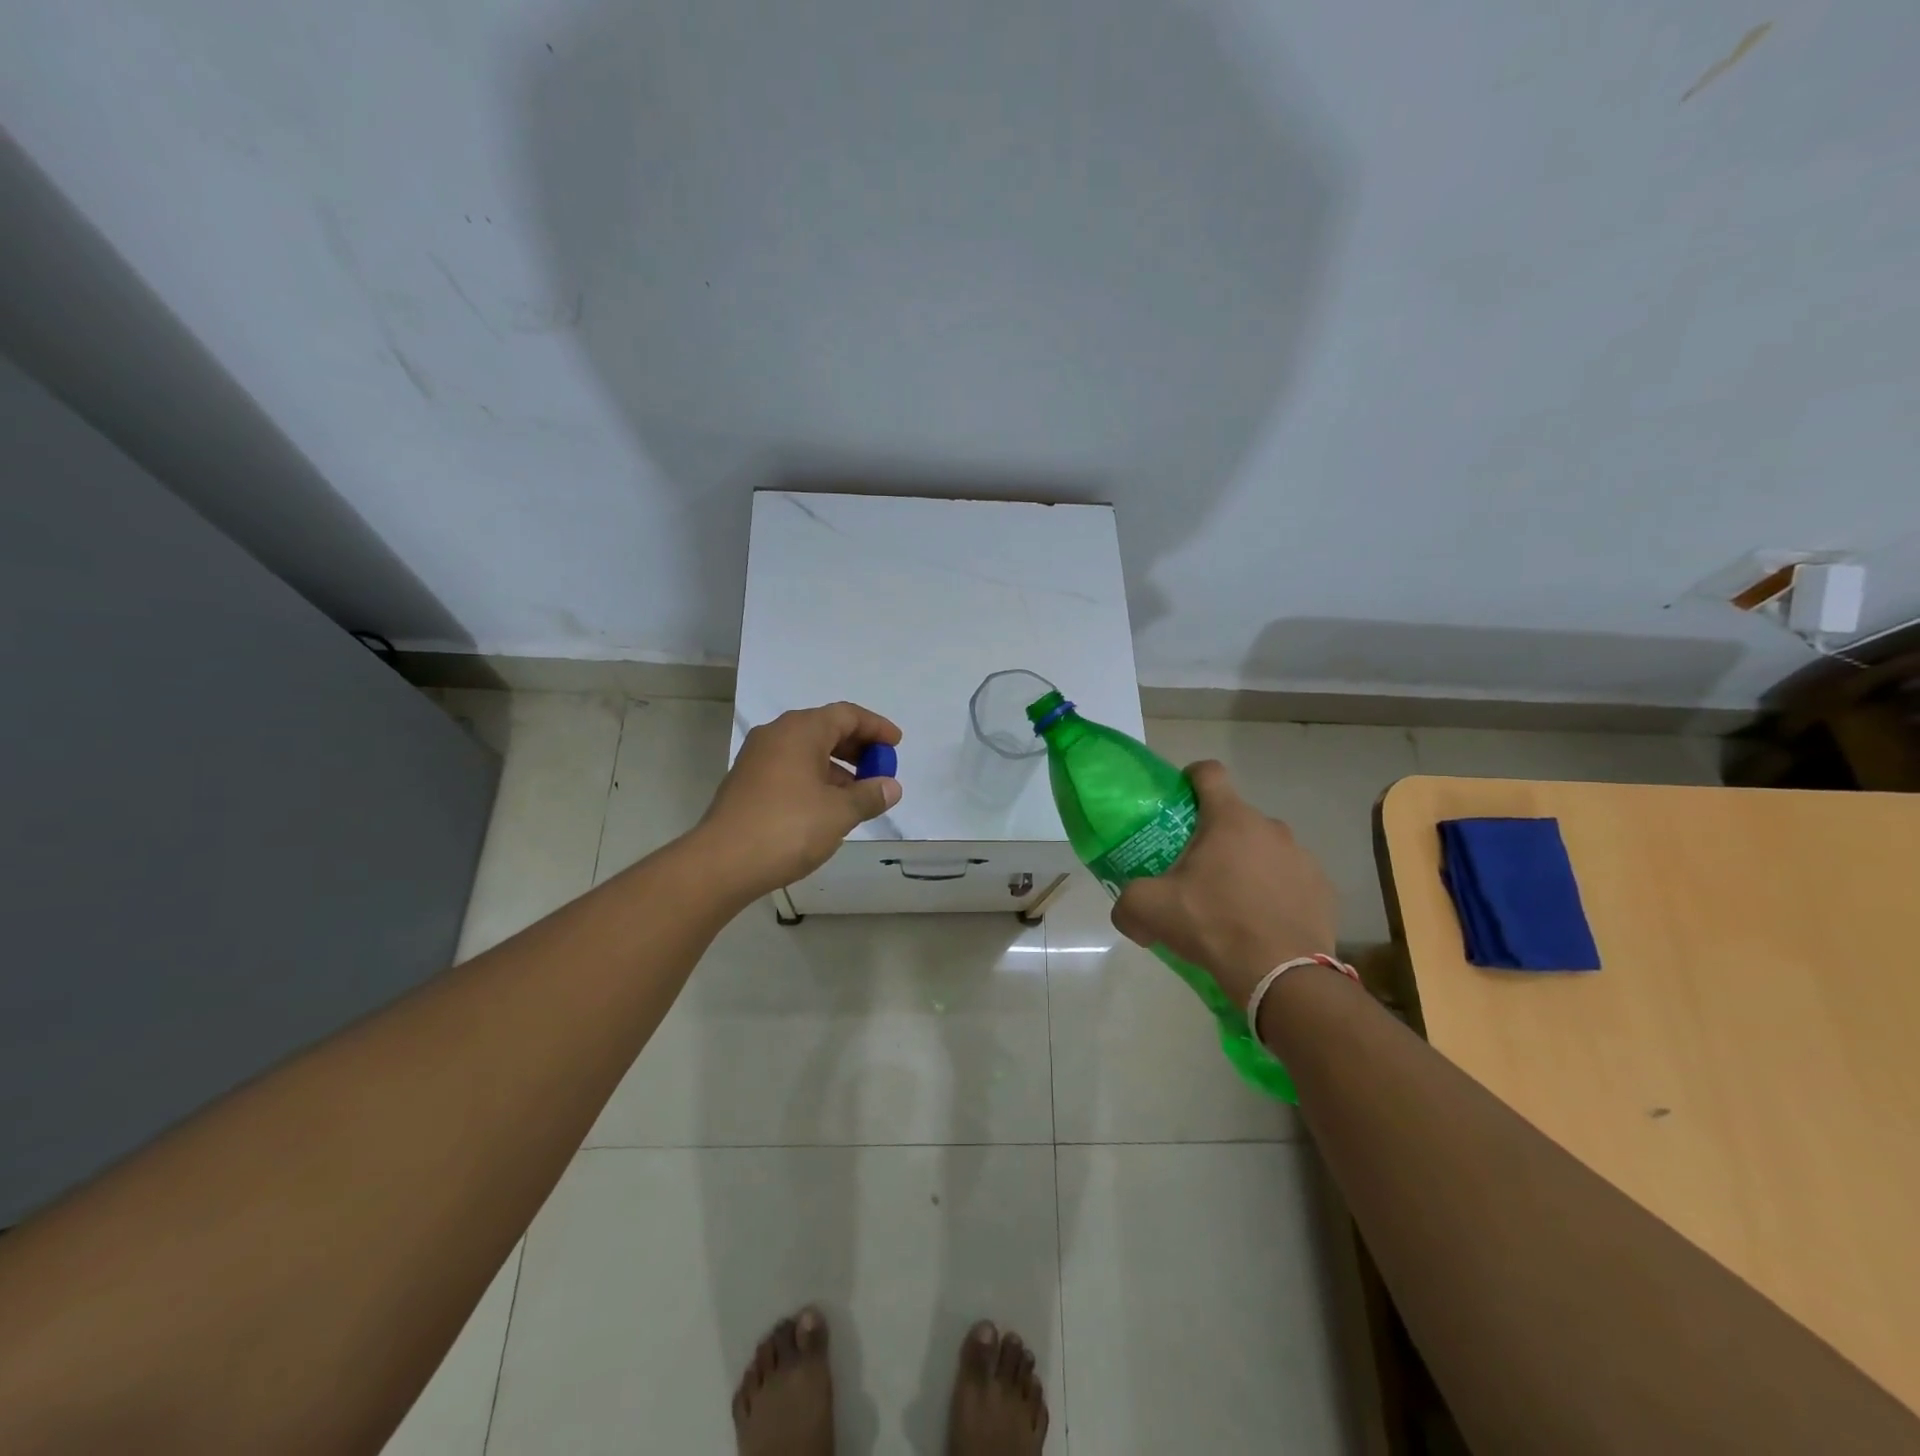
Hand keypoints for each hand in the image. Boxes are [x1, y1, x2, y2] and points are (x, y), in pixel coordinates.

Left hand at [695, 702, 902, 899]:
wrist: (722, 863)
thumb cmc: (787, 828)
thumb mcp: (839, 813)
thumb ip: (870, 795)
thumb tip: (891, 786)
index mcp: (800, 730)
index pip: (847, 715)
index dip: (876, 727)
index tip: (896, 745)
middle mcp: (776, 735)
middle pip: (825, 729)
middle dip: (857, 747)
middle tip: (880, 769)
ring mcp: (757, 758)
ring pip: (807, 750)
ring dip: (837, 766)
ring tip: (858, 795)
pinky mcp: (747, 782)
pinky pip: (790, 768)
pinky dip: (815, 778)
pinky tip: (827, 807)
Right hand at [1109, 760, 1336, 1008]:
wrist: (1282, 976)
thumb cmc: (1213, 925)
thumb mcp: (1149, 911)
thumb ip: (1127, 903)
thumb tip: (1128, 915)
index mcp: (1229, 819)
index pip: (1209, 773)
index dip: (1191, 778)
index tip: (1179, 798)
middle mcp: (1270, 827)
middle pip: (1235, 818)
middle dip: (1215, 837)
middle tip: (1196, 872)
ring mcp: (1302, 857)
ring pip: (1265, 849)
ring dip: (1248, 865)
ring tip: (1232, 904)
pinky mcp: (1323, 889)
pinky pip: (1291, 880)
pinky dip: (1276, 892)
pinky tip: (1263, 923)